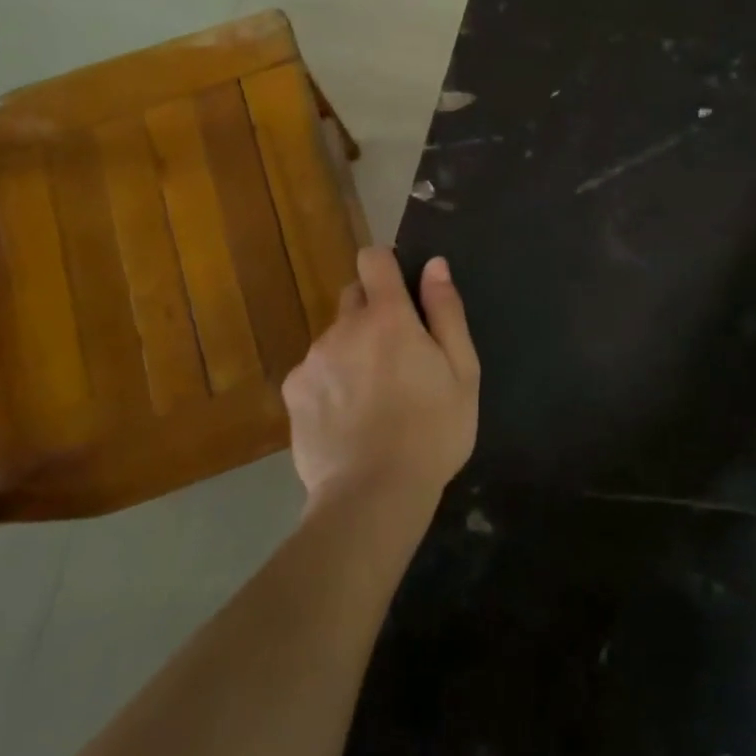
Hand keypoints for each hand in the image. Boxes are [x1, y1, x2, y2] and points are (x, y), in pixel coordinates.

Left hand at [282, 248, 479, 514]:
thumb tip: (434, 265)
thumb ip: (446, 311)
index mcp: (388, 316)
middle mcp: (344, 326)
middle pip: (354, 297)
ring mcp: (313, 358)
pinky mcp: (293, 391)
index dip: (386, 265)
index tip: (401, 290)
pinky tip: (346, 419)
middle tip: (395, 357)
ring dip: (351, 351)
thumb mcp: (462, 371)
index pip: (373, 259)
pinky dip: (329, 383)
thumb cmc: (432, 432)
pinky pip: (314, 371)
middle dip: (373, 313)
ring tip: (372, 399)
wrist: (372, 496)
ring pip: (335, 338)